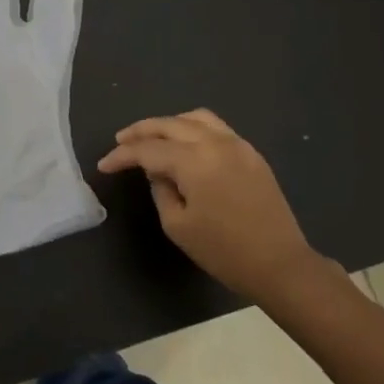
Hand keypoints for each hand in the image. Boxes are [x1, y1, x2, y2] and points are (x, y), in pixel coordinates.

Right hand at [98, 109, 320, 305]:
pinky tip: (184, 145)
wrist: (279, 264)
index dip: (122, 156)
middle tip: (120, 141)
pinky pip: (217, 128)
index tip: (104, 166)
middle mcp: (216, 143)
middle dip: (141, 131)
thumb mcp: (178, 225)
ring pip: (196, 118)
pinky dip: (193, 128)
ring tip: (152, 137)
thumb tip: (158, 172)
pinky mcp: (252, 154)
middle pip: (170, 124)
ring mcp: (238, 145)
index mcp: (194, 161)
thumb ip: (161, 190)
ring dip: (169, 124)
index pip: (148, 149)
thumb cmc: (223, 251)